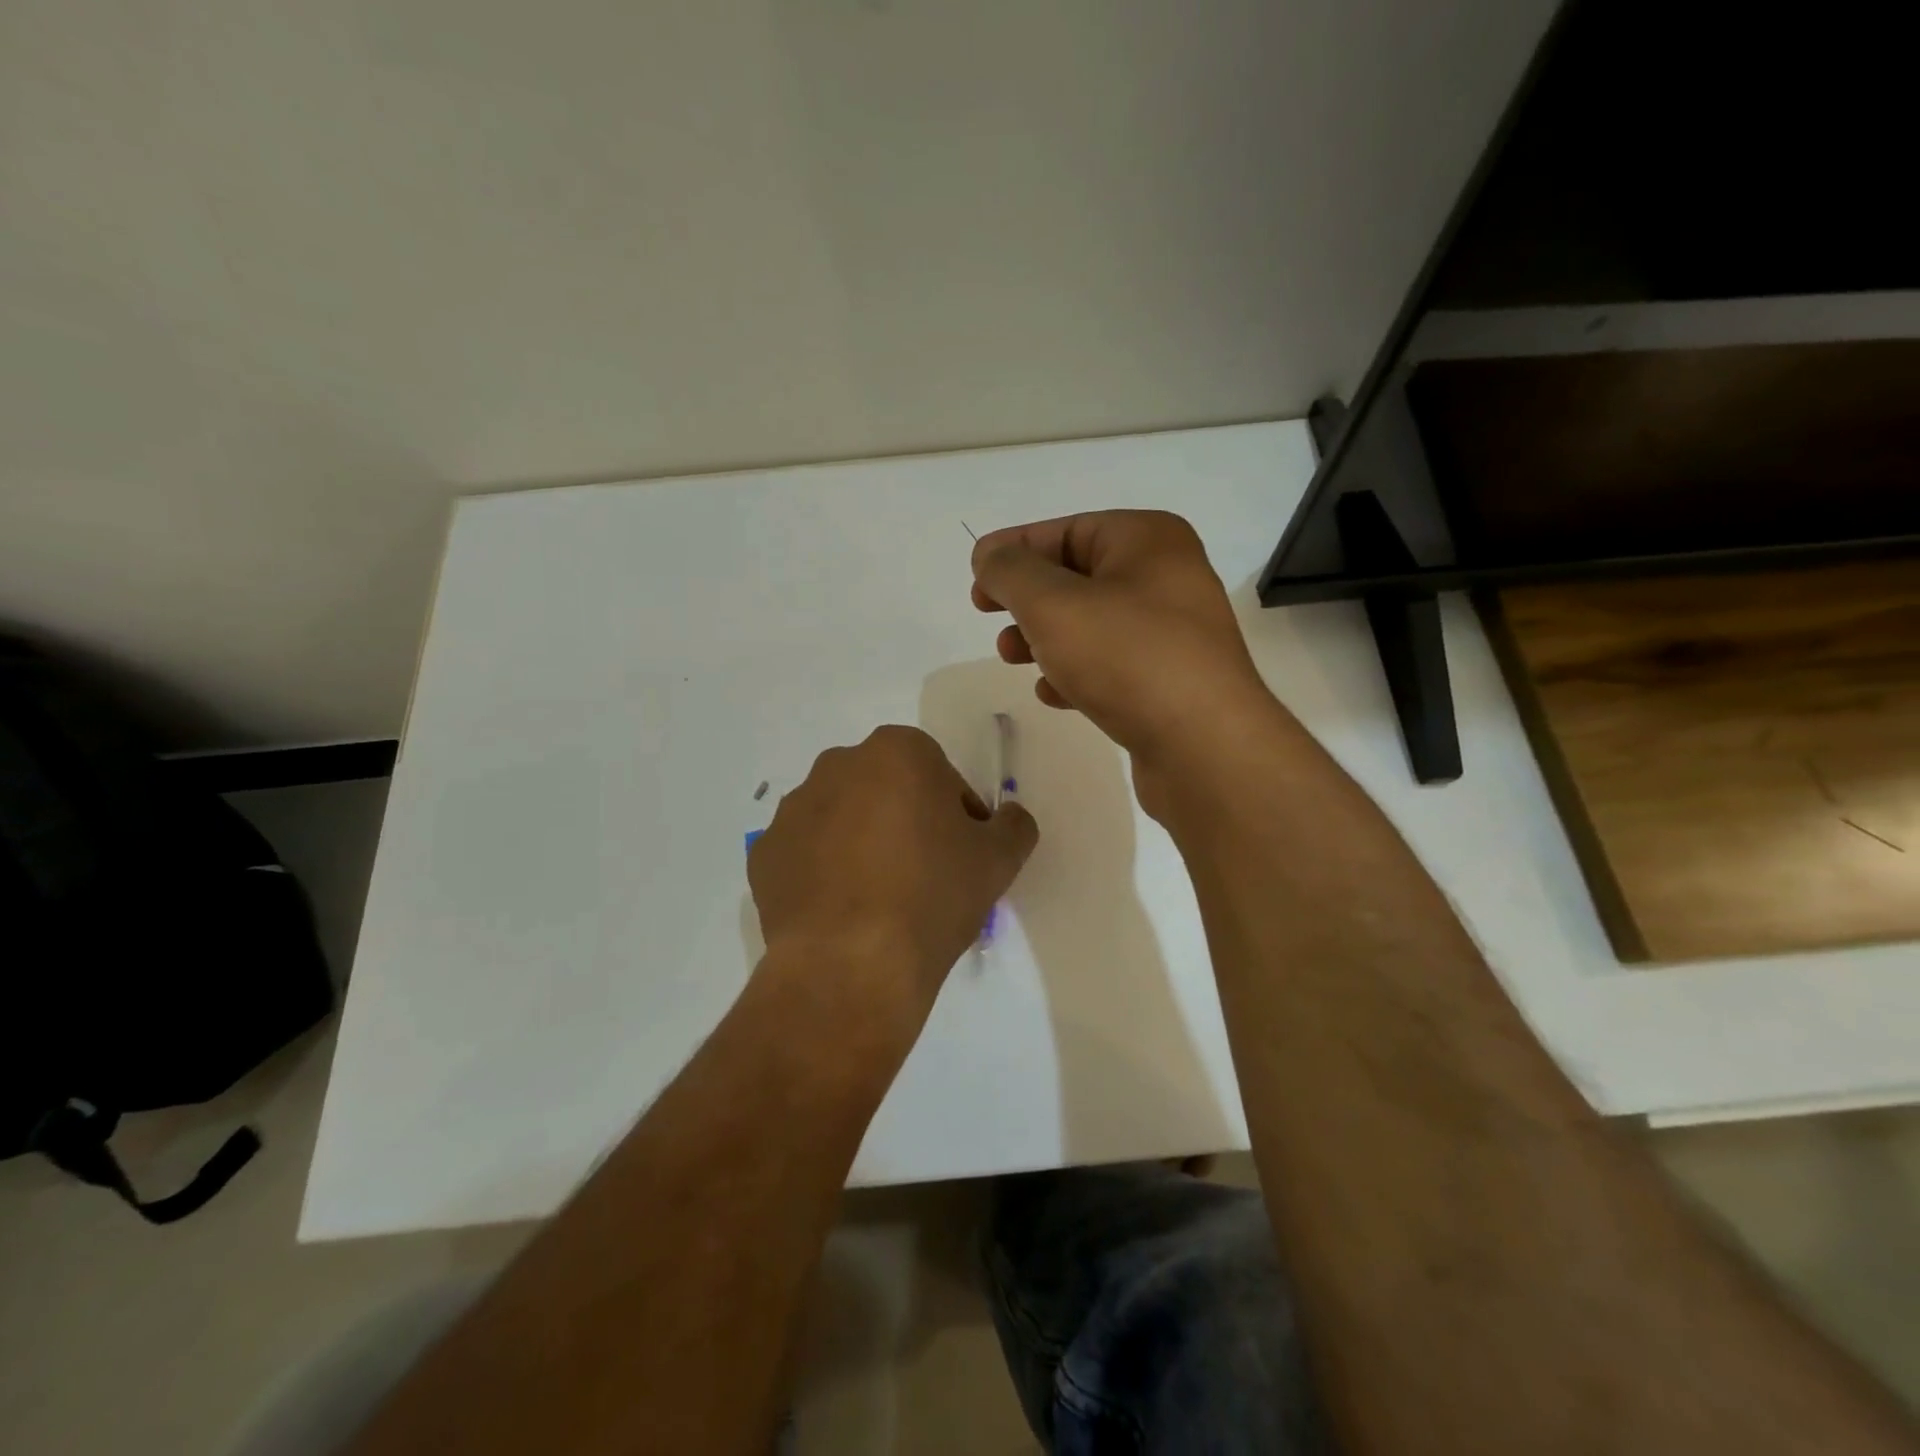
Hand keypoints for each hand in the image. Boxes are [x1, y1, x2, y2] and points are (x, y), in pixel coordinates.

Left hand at [748, 726, 1037, 1036]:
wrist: (851, 966)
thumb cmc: (932, 897)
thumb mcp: (999, 861)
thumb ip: (1014, 825)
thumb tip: (1008, 818)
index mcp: (897, 752)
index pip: (940, 775)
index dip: (957, 815)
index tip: (962, 855)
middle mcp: (838, 765)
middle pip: (887, 789)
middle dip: (906, 821)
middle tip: (923, 875)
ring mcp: (793, 809)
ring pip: (843, 818)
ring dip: (862, 843)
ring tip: (878, 899)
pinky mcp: (764, 853)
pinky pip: (806, 853)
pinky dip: (823, 872)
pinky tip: (841, 912)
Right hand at [970, 511, 1281, 814]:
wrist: (1204, 747)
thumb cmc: (1126, 657)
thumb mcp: (1053, 604)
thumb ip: (1011, 573)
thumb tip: (990, 556)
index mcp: (1148, 541)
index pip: (1066, 530)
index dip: (1015, 549)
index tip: (975, 576)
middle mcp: (1166, 578)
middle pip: (1077, 577)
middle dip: (1027, 599)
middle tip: (989, 616)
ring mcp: (1172, 633)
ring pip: (1090, 625)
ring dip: (1045, 638)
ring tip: (1012, 658)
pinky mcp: (1170, 682)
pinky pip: (1110, 665)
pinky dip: (1076, 673)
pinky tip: (1055, 695)